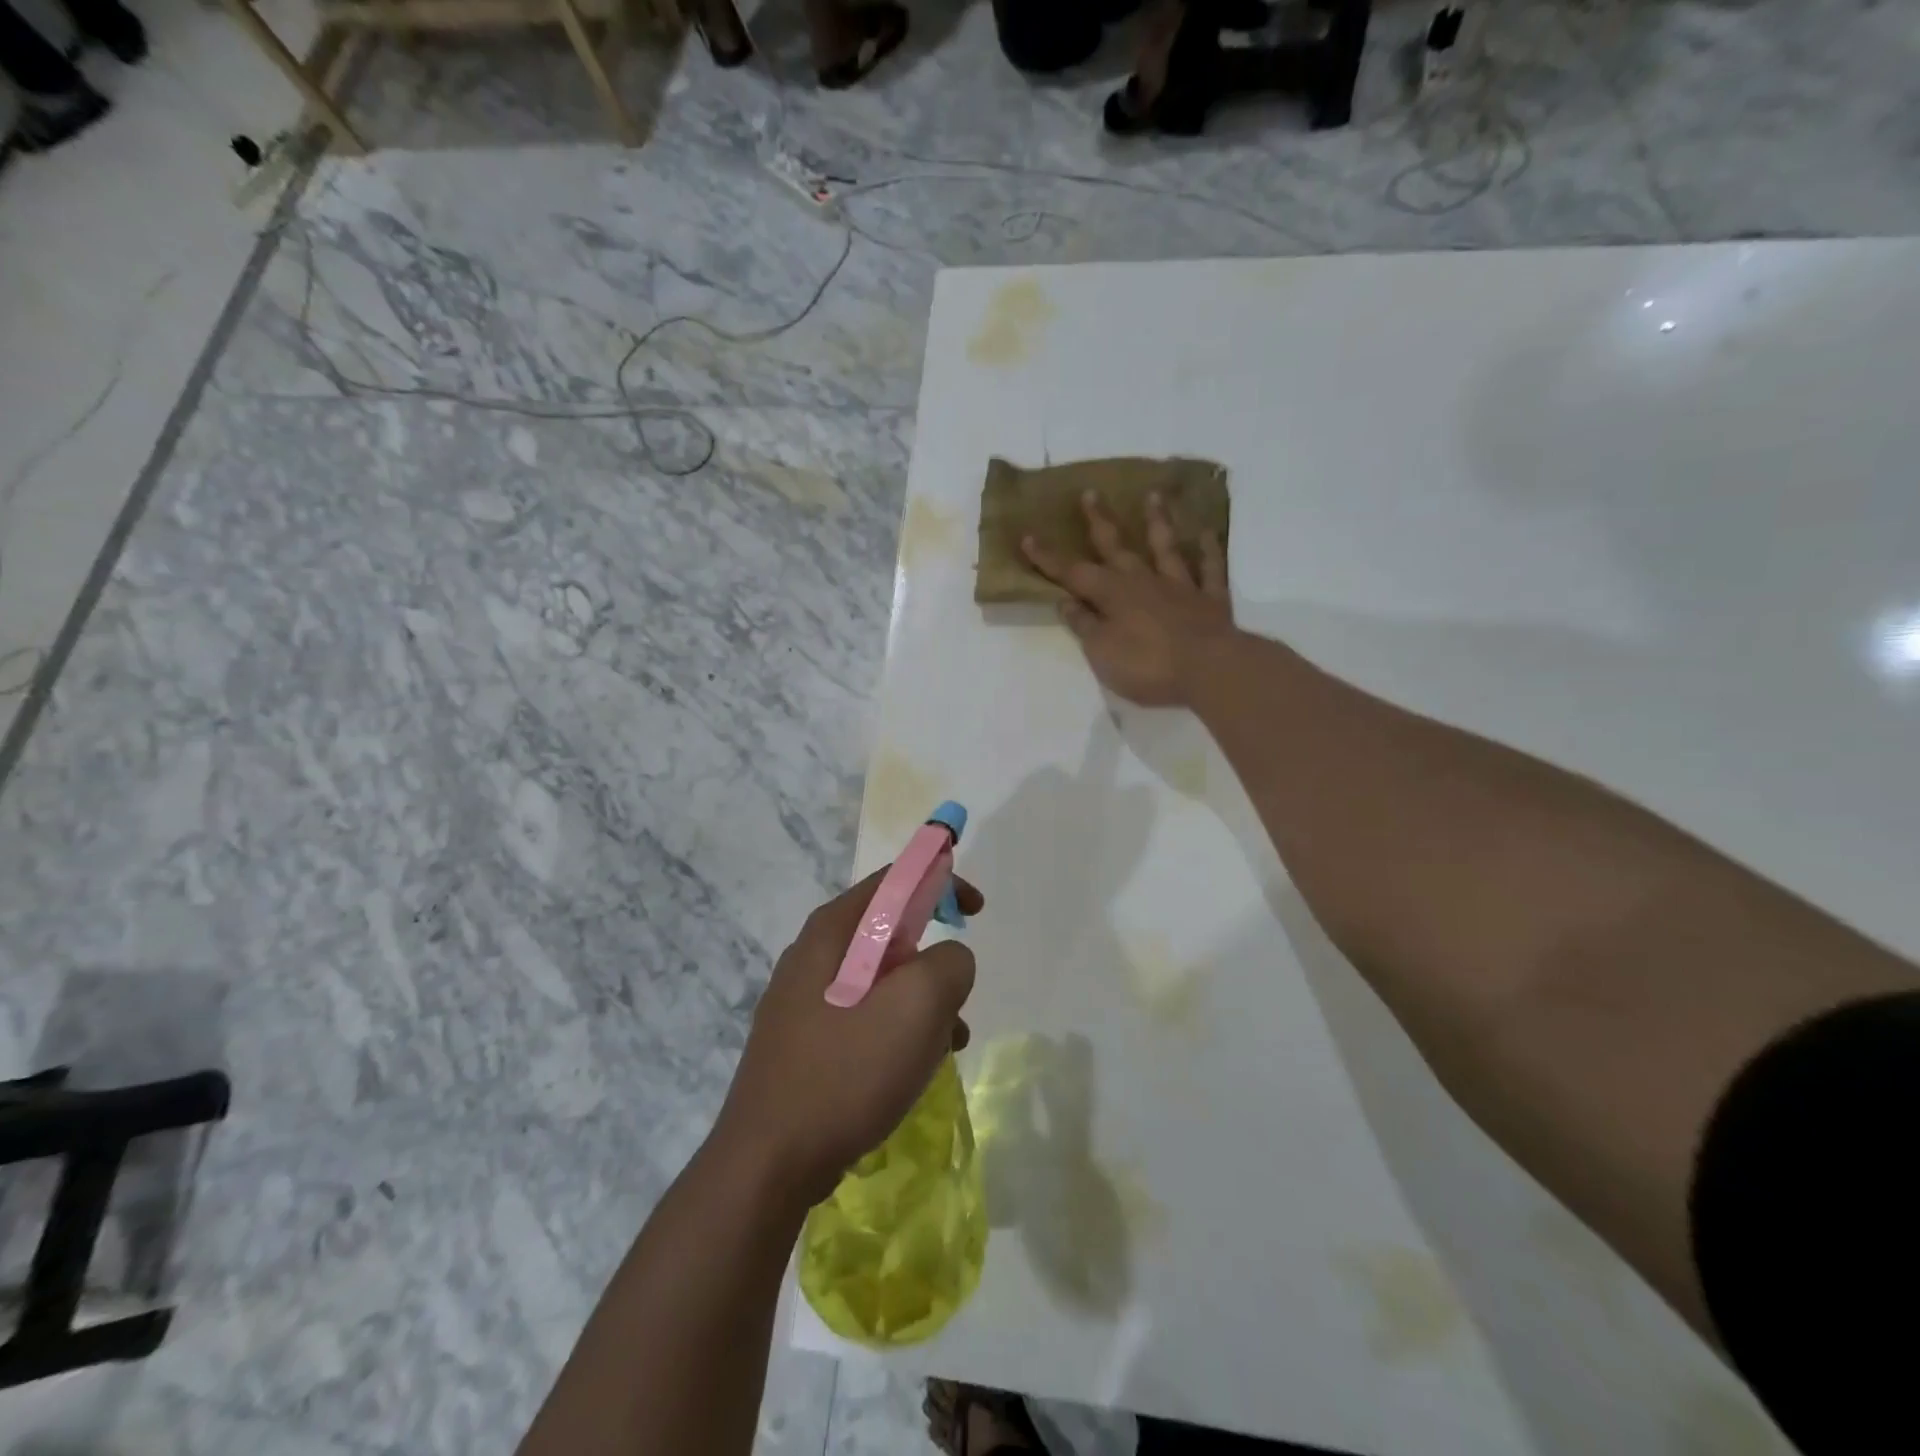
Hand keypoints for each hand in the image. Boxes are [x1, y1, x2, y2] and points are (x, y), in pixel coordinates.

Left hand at [714, 870, 983, 1206]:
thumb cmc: (845, 1071)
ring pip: (881, 982)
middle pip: (889, 933)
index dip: (942, 882)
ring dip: (921, 1004)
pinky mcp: (803, 1043)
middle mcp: (812, 956)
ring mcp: (802, 1001)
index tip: (976, 911)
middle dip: (933, 960)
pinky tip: (911, 1072)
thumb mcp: (917, 1006)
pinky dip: (896, 1032)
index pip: (894, 880)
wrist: (767, 1164)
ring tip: (944, 1046)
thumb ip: (949, 963)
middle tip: (956, 997)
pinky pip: (863, 1018)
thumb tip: (949, 960)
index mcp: (832, 931)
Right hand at [1021, 489, 1234, 706]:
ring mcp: (1180, 587)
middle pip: (1117, 547)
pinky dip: (1206, 550)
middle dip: (1100, 522)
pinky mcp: (1210, 599)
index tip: (1028, 537)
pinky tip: (1204, 533)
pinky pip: (1209, 569)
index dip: (1049, 558)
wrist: (1208, 670)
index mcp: (1112, 595)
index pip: (1073, 573)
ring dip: (1157, 522)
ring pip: (1165, 548)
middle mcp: (1143, 581)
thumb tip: (1065, 601)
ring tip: (1153, 496)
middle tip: (1090, 493)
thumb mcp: (1101, 652)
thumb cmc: (1147, 666)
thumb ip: (1084, 625)